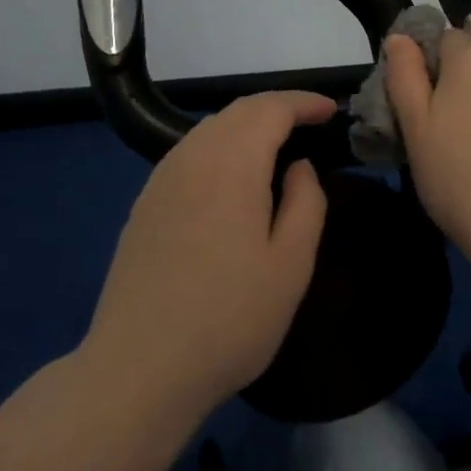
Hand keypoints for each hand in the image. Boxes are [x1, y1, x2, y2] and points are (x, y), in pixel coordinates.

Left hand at [82, 91, 332, 422]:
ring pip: (210, 130)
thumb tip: (298, 167)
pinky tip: (231, 179)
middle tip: (310, 124)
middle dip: (277, 108)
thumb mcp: (290, 264)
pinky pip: (189, 154)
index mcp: (231, 162)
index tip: (331, 110)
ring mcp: (161, 179)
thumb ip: (305, 202)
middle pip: (238, 111)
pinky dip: (220, 147)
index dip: (303, 102)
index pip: (271, 109)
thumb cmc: (228, 317)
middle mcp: (191, 156)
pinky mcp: (145, 204)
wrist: (139, 367)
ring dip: (247, 126)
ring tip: (276, 148)